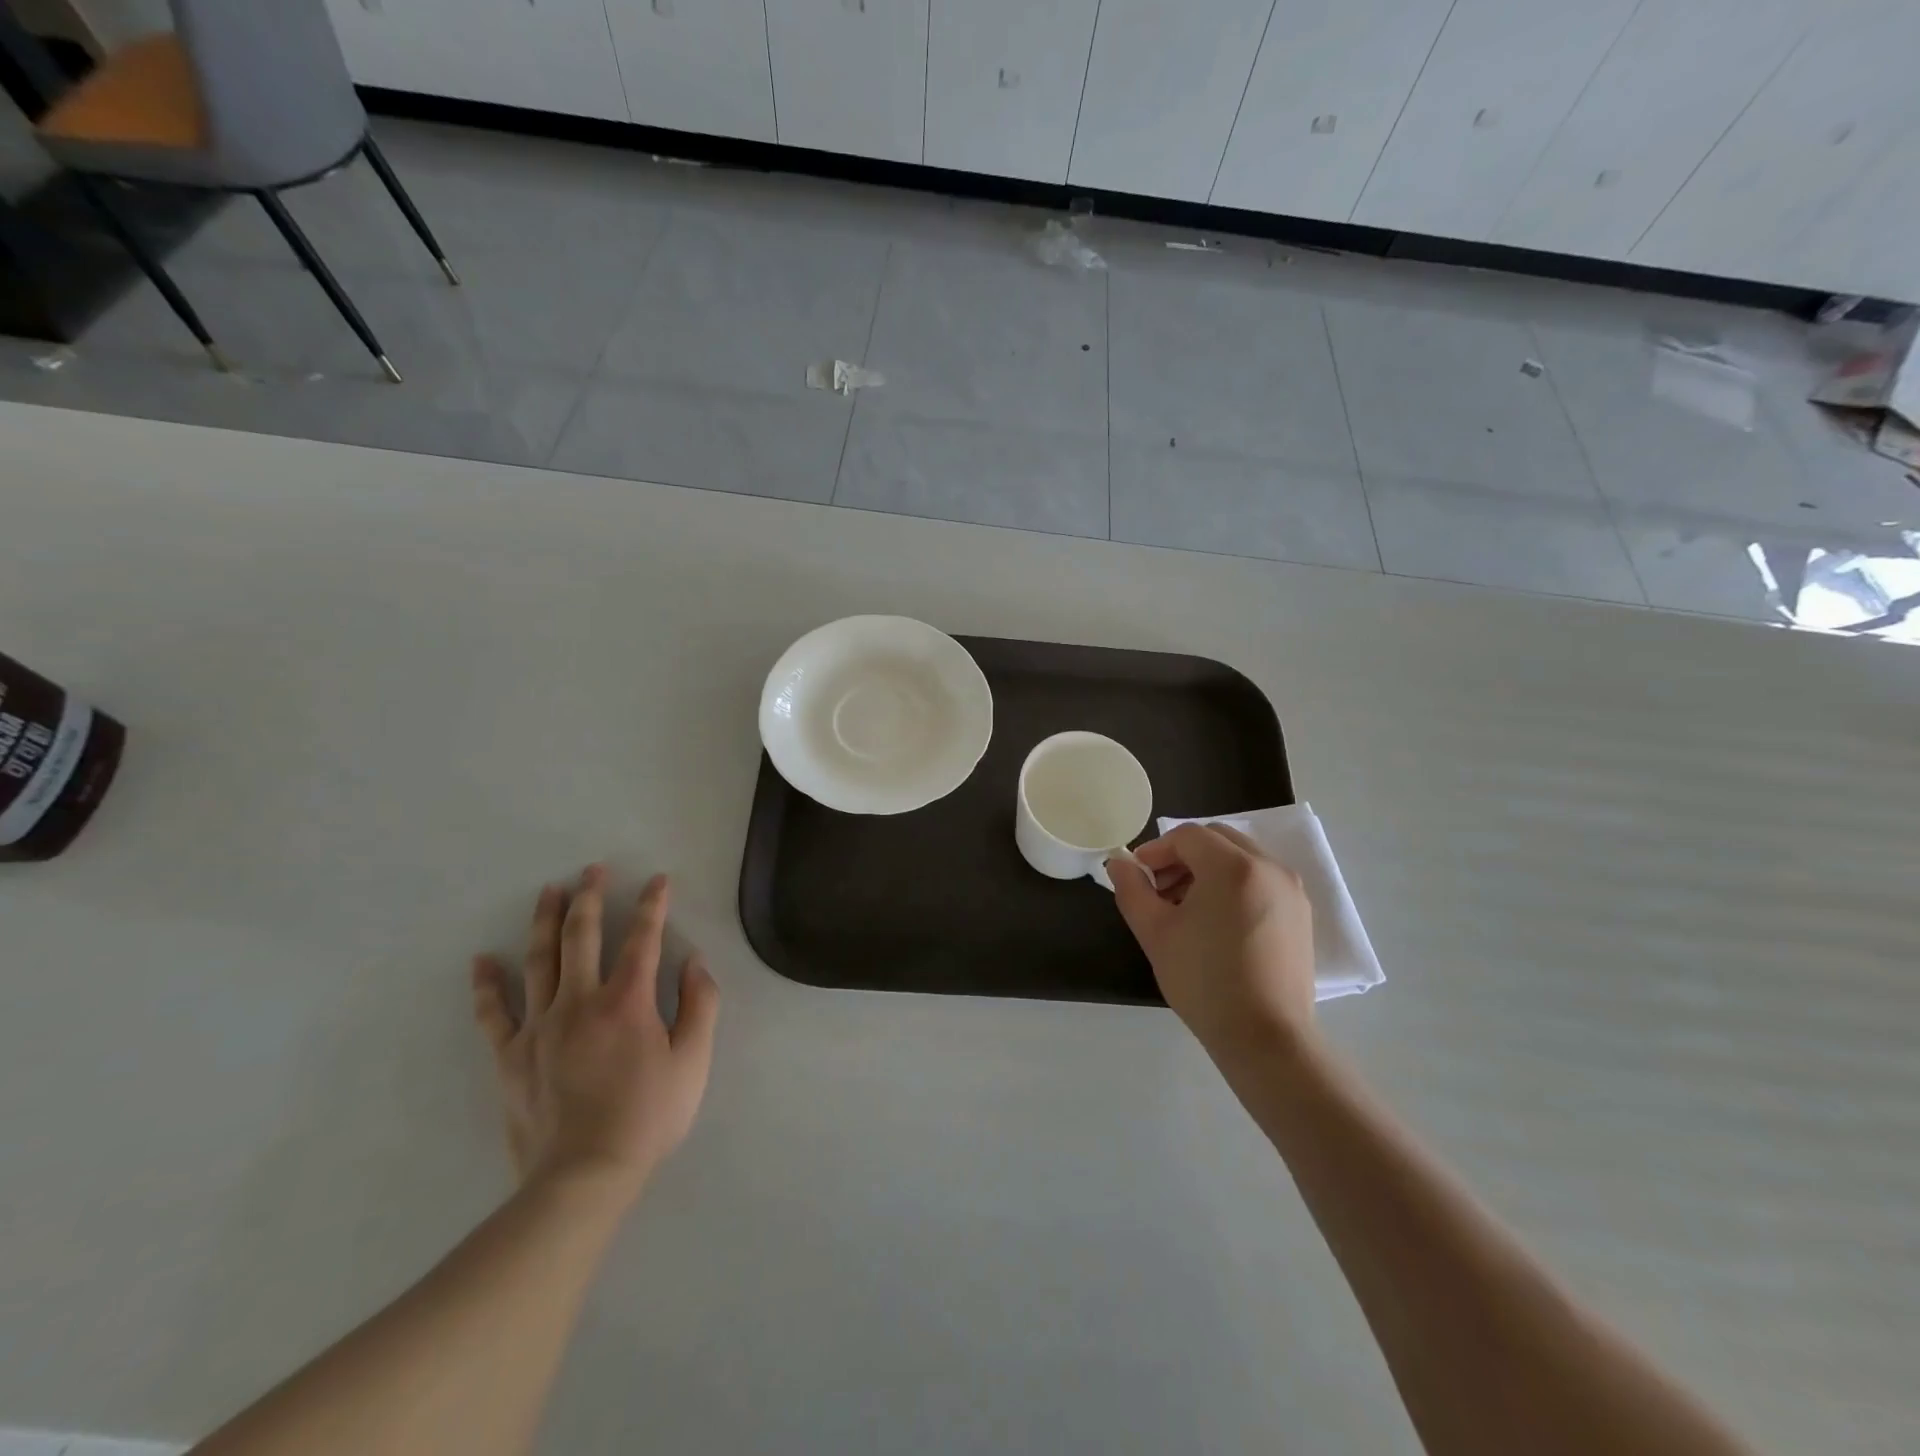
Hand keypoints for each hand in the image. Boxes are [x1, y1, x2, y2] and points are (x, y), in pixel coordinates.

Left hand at [471, 867, 718, 1204]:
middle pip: (582, 937)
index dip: (653, 905)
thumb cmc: (648, 1117)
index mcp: (627, 1002)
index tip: (658, 880)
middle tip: (592, 870)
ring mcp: (540, 1027)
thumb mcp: (693, 1062)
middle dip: (590, 898)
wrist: (583, 1177)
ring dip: (545, 921)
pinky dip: (487, 985)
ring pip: (539, 961)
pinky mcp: (511, 1056)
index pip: (643, 939)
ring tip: (548, 891)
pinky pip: (494, 1013)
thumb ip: (700, 1006)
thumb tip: (695, 962)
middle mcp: (580, 1002)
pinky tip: (481, 961)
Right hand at [1111, 824, 1316, 1059]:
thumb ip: (1131, 889)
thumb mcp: (1155, 932)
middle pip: (1217, 839)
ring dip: (1208, 869)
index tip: (1139, 876)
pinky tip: (1216, 923)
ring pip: (1241, 858)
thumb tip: (1119, 864)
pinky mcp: (1301, 914)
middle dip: (1183, 856)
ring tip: (1186, 909)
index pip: (1188, 836)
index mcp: (1233, 867)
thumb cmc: (1204, 981)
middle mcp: (1269, 867)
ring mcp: (1291, 890)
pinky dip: (1234, 885)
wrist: (1265, 1038)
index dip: (1157, 850)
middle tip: (1160, 889)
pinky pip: (1261, 880)